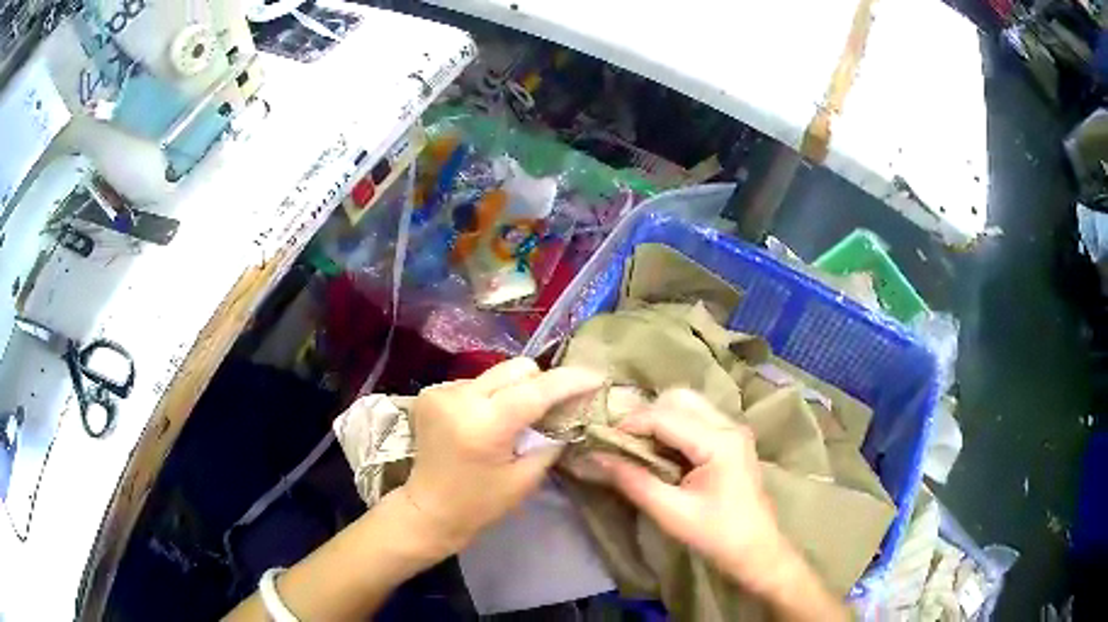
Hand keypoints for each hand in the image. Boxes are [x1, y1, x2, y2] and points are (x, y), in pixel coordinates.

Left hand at [399, 357, 603, 555]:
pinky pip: (476, 382)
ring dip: (514, 391)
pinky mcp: (431, 392)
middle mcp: (460, 398)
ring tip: (514, 420)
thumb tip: (571, 412)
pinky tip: (486, 421)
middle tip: (555, 407)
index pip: (537, 390)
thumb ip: (551, 439)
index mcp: (485, 425)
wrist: (428, 510)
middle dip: (542, 384)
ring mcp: (441, 392)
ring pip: (497, 373)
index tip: (597, 378)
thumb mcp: (526, 478)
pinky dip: (490, 397)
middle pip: (517, 368)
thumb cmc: (479, 504)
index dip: (571, 381)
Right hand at [591, 388, 797, 595]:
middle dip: (645, 415)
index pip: (665, 417)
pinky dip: (673, 427)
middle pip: (679, 399)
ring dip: (659, 419)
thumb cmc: (716, 535)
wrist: (755, 550)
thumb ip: (633, 481)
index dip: (629, 423)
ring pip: (688, 405)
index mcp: (719, 442)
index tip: (601, 439)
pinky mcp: (731, 439)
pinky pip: (696, 419)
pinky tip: (660, 452)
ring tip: (637, 447)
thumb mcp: (670, 512)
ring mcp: (733, 430)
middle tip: (621, 442)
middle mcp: (729, 425)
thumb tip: (595, 456)